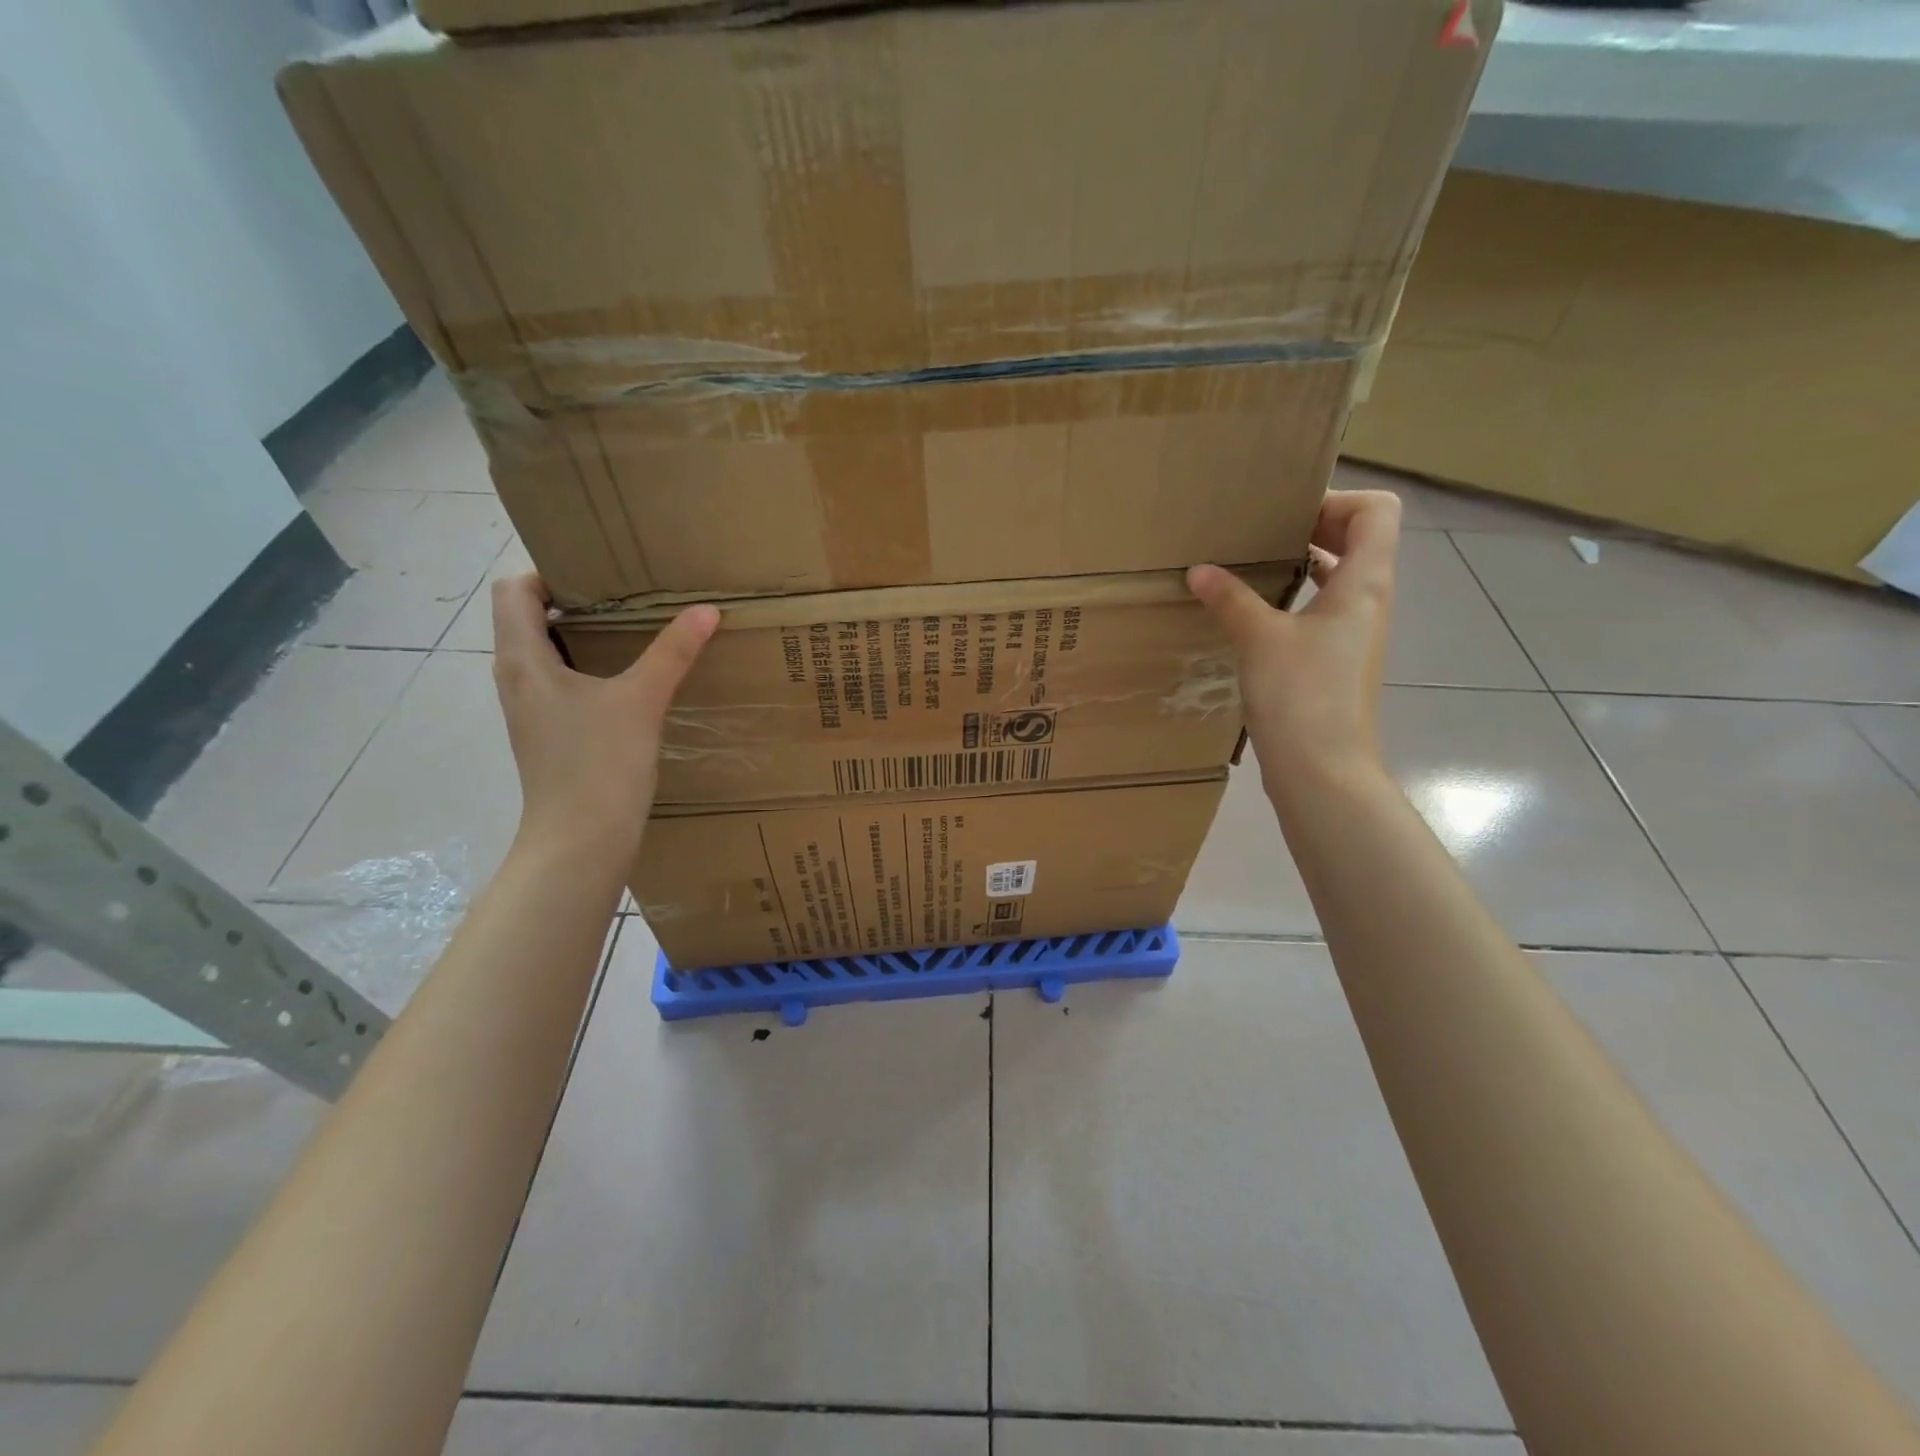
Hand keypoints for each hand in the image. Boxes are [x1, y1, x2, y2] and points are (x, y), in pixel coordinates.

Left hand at [490, 574, 718, 859]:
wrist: (580, 842)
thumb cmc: (599, 765)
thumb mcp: (641, 700)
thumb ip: (672, 652)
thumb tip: (707, 609)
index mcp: (523, 660)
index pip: (513, 591)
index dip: (548, 573)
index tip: (598, 574)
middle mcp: (517, 680)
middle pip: (529, 619)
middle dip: (574, 601)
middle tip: (627, 595)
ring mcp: (531, 711)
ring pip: (546, 654)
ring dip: (583, 637)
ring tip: (634, 631)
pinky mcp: (549, 735)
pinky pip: (561, 684)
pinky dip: (588, 670)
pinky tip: (630, 682)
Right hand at [1187, 489, 1401, 793]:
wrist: (1322, 769)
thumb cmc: (1301, 695)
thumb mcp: (1259, 638)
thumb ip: (1230, 598)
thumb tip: (1199, 570)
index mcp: (1365, 583)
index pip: (1376, 511)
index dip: (1336, 501)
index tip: (1286, 516)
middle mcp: (1369, 602)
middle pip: (1361, 540)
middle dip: (1315, 527)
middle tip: (1263, 533)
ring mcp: (1356, 635)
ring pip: (1341, 577)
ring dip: (1305, 564)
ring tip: (1255, 566)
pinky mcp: (1337, 662)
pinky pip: (1324, 611)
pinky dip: (1297, 599)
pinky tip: (1256, 614)